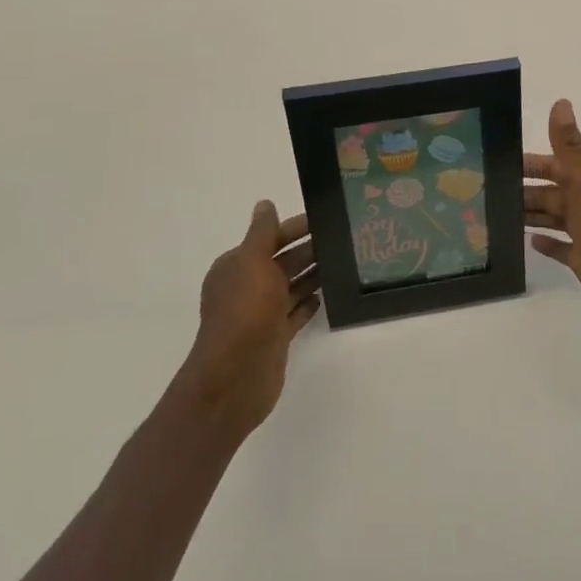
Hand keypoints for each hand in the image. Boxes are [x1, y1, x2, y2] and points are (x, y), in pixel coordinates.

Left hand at [174, 201, 320, 442]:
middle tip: (344, 239)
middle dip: (309, 250)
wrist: (235, 376)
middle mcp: (247, 287)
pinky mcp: (275, 337)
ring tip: (343, 263)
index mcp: (237, 266)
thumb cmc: (245, 312)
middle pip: (283, 262)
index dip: (295, 228)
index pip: (270, 238)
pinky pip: (295, 314)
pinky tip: (326, 296)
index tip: (326, 219)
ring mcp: (261, 314)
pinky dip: (308, 304)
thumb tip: (265, 204)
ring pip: (291, 287)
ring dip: (313, 275)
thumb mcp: (252, 262)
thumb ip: (262, 233)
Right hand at [523, 99, 580, 349]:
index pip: (556, 165)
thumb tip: (561, 102)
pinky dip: (547, 243)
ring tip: (498, 215)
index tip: (498, 162)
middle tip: (487, 193)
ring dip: (531, 214)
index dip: (531, 163)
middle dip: (524, 190)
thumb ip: (571, 149)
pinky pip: (562, 248)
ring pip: (554, 218)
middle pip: (552, 192)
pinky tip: (528, 242)